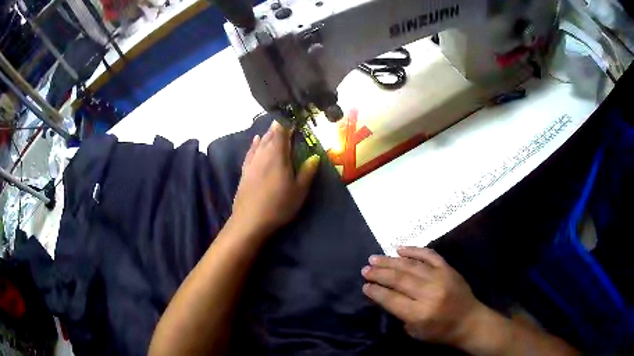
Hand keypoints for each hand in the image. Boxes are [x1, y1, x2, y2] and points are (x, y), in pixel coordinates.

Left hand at [231, 120, 319, 237]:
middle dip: (280, 126)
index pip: (282, 130)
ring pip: (260, 141)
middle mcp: (263, 153)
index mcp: (278, 155)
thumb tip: (315, 157)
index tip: (296, 116)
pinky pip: (251, 151)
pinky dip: (255, 143)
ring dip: (268, 133)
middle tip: (289, 122)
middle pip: (270, 134)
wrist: (250, 221)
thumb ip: (307, 172)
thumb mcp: (299, 191)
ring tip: (275, 128)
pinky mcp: (245, 170)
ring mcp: (252, 161)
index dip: (288, 121)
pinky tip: (256, 139)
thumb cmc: (278, 206)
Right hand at [361, 247, 486, 347]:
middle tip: (365, 269)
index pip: (391, 299)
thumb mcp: (415, 331)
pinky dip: (414, 250)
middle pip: (399, 279)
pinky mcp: (448, 269)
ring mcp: (440, 278)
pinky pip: (429, 255)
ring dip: (390, 261)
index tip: (364, 285)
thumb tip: (386, 294)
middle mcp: (429, 293)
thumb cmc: (440, 332)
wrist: (470, 321)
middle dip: (379, 274)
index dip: (375, 291)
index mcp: (420, 313)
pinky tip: (400, 249)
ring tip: (374, 258)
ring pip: (410, 265)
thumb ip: (400, 313)